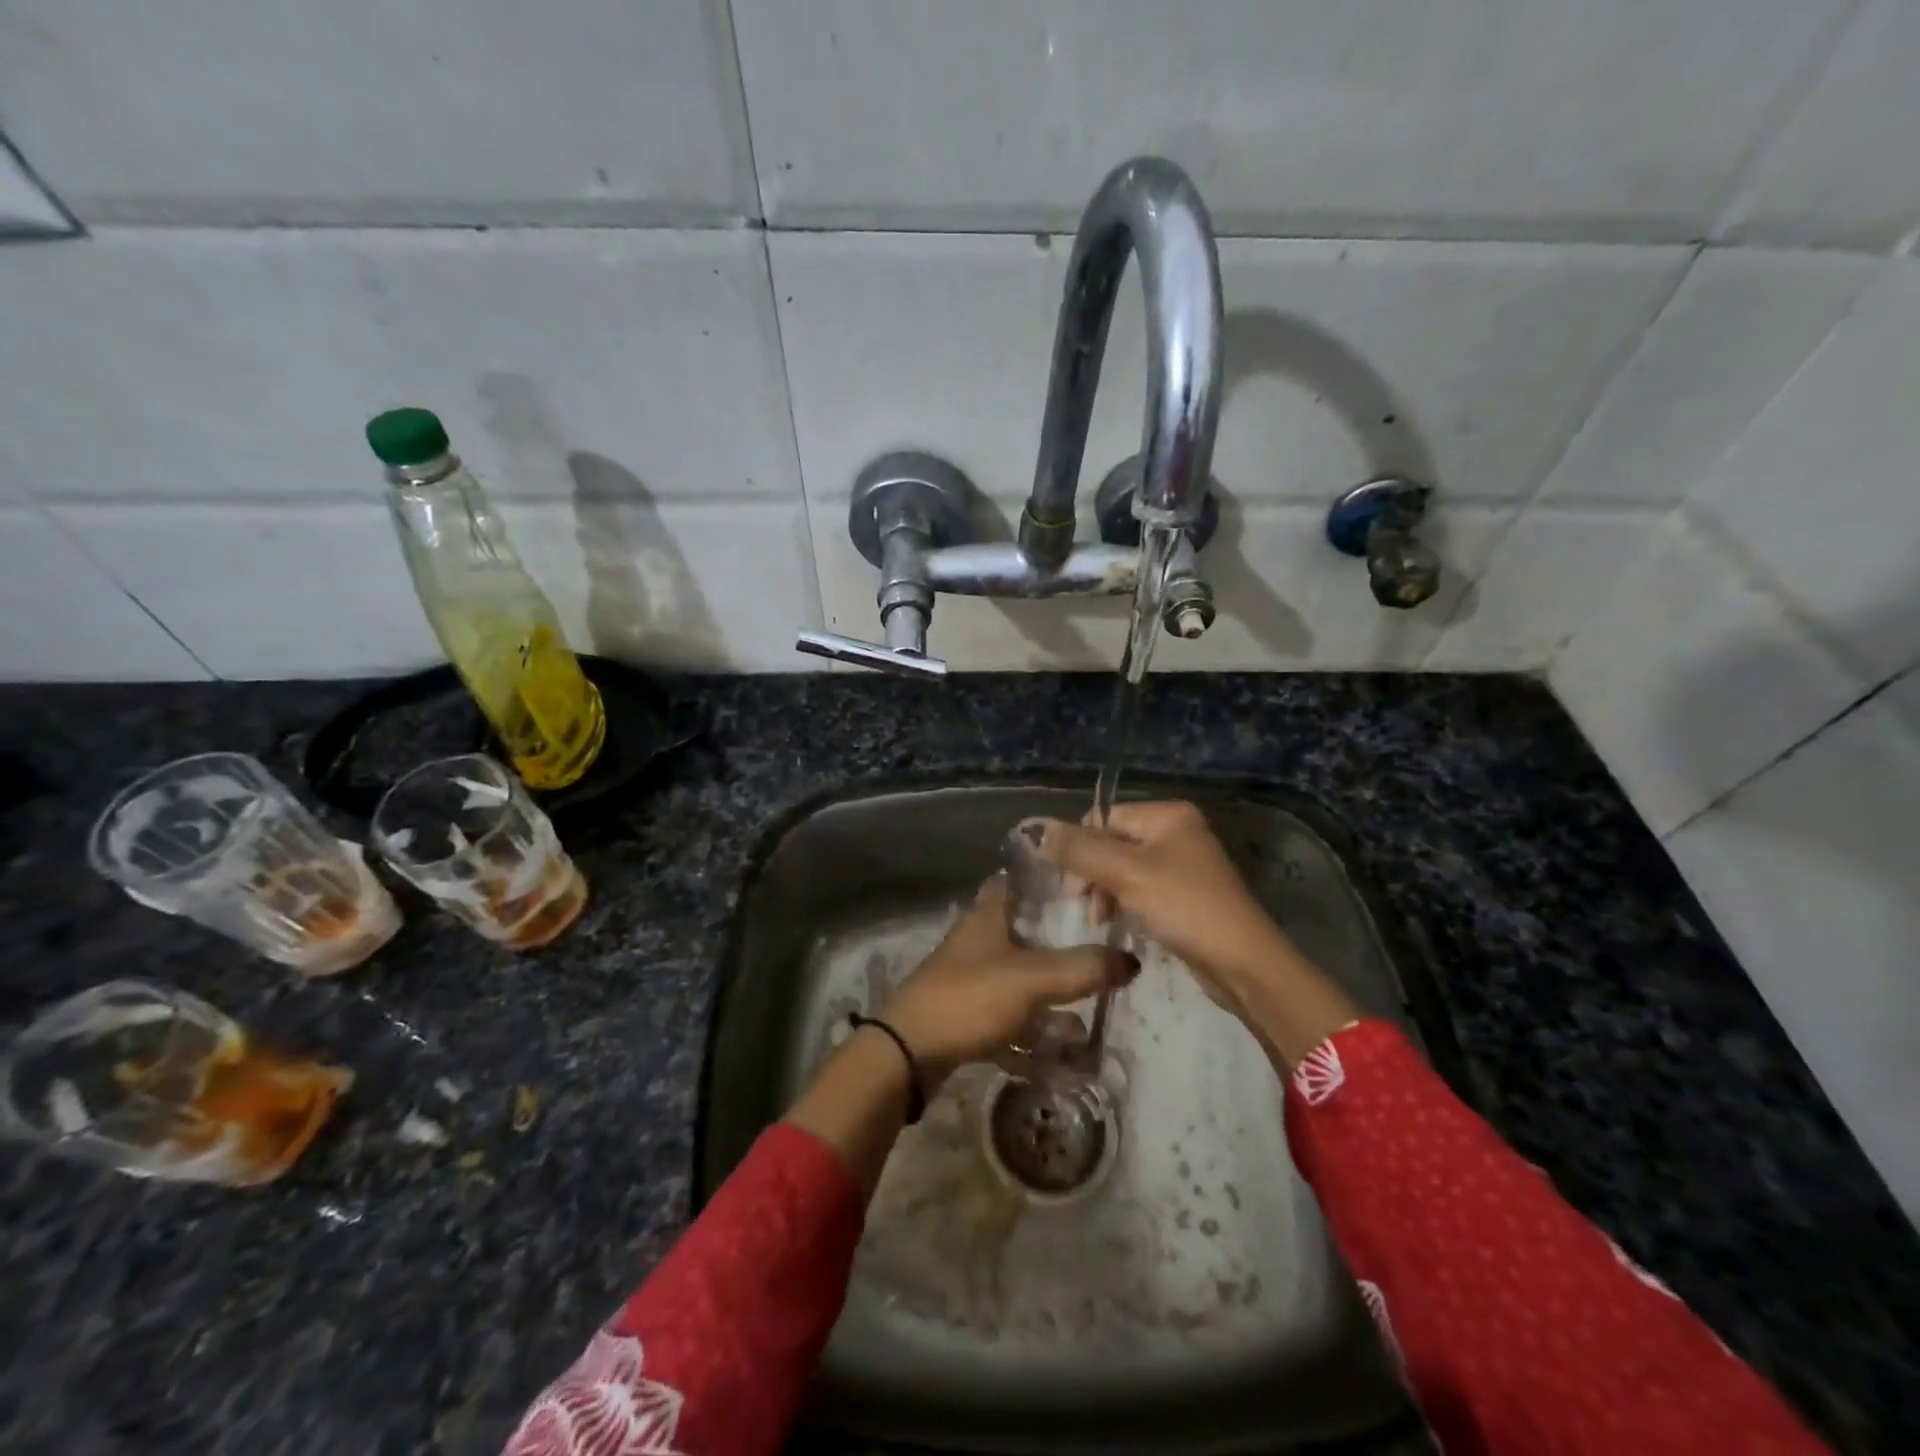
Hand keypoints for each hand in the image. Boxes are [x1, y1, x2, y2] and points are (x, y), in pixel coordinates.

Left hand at [879, 875, 1137, 1086]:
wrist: (907, 1053)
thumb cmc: (968, 998)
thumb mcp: (1032, 979)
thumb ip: (1082, 968)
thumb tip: (1132, 960)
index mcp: (988, 916)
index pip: (1019, 882)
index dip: (1050, 883)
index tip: (1088, 893)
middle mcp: (979, 942)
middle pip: (1027, 936)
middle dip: (1063, 952)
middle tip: (1102, 964)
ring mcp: (971, 981)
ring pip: (1021, 984)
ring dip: (1051, 1007)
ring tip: (1087, 1027)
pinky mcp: (967, 1018)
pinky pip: (1009, 1025)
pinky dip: (1032, 1043)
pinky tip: (1063, 1067)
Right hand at [1036, 801, 1299, 1018]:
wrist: (1242, 963)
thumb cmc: (1184, 907)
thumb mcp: (1126, 874)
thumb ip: (1079, 850)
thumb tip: (1035, 829)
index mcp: (1167, 815)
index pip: (1104, 818)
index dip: (1080, 847)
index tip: (1071, 886)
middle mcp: (1176, 831)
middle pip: (1112, 842)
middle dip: (1091, 873)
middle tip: (1082, 906)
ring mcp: (1182, 864)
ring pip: (1123, 868)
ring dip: (1104, 891)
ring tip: (1101, 920)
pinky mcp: (1184, 895)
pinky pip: (1140, 888)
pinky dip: (1124, 902)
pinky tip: (1119, 923)